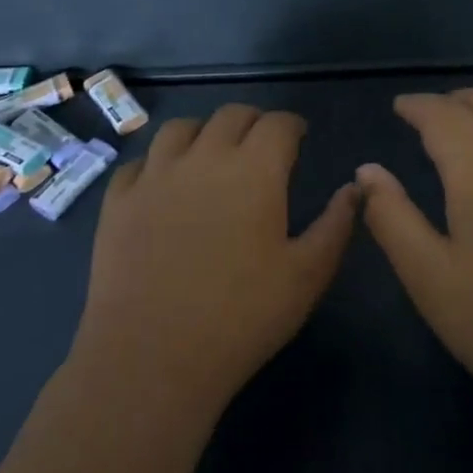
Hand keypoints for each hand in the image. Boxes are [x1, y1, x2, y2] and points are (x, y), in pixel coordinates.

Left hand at [73, 104, 357, 416]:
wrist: (152, 357)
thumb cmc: (243, 317)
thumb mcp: (308, 275)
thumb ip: (336, 224)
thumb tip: (355, 188)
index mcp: (255, 170)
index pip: (277, 124)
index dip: (292, 125)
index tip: (300, 136)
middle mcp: (204, 158)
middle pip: (230, 115)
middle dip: (253, 121)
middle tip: (263, 144)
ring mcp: (154, 177)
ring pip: (180, 128)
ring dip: (204, 132)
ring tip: (212, 153)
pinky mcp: (117, 202)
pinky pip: (139, 163)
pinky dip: (158, 162)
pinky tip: (164, 184)